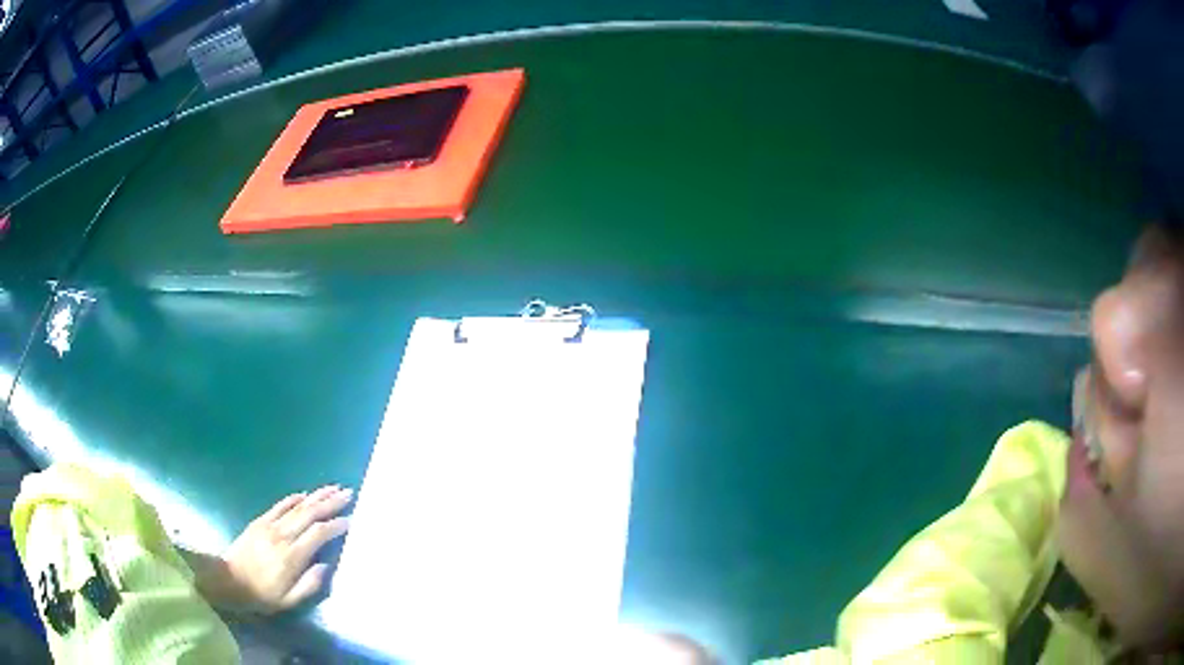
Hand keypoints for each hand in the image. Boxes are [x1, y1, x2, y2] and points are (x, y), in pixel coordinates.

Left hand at [193, 486, 352, 613]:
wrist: (229, 580)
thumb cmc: (262, 595)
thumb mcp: (289, 600)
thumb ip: (309, 584)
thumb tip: (326, 565)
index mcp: (292, 556)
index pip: (318, 534)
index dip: (335, 525)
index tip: (351, 520)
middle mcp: (282, 536)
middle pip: (309, 514)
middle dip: (330, 502)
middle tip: (347, 493)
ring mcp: (269, 526)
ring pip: (296, 506)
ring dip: (316, 496)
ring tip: (332, 488)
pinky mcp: (260, 522)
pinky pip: (279, 506)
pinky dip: (293, 498)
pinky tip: (304, 494)